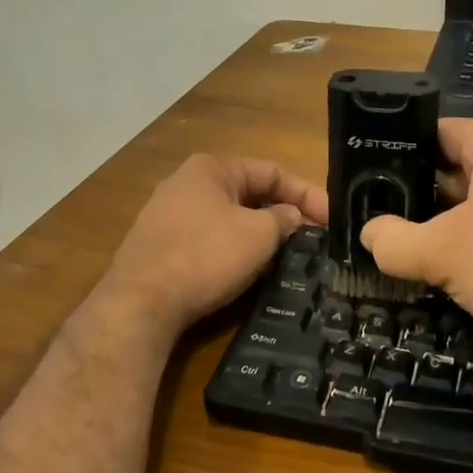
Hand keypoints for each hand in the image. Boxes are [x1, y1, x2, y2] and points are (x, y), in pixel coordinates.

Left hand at [102, 154, 329, 338]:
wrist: (140, 304)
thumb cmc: (205, 256)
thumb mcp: (258, 235)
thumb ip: (283, 219)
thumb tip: (291, 216)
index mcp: (212, 168)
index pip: (272, 172)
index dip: (307, 194)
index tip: (333, 219)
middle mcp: (187, 183)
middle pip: (249, 193)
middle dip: (284, 214)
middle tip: (314, 239)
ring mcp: (168, 215)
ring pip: (229, 218)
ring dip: (260, 233)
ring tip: (287, 255)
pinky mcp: (159, 246)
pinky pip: (209, 238)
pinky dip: (234, 249)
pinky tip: (247, 270)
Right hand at [360, 120, 472, 376]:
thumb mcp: (442, 255)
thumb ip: (393, 241)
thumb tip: (370, 234)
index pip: (437, 133)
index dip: (401, 157)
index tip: (375, 187)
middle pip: (462, 164)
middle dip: (428, 195)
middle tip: (394, 223)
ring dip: (457, 220)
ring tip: (425, 248)